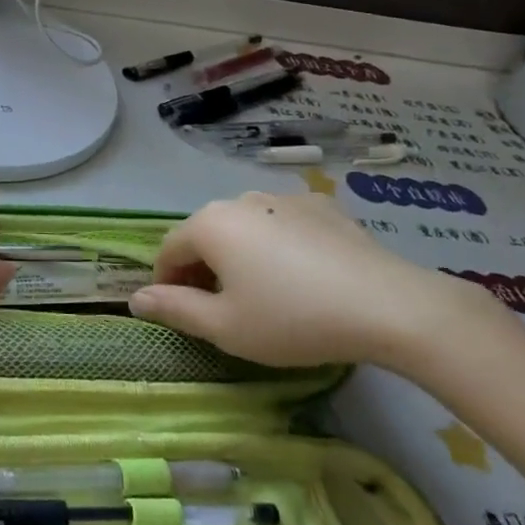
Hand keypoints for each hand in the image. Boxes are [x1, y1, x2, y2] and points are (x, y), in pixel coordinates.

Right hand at [129, 191, 502, 369]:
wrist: (387, 305)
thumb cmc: (292, 319)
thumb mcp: (225, 326)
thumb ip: (175, 309)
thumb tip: (136, 299)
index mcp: (210, 224)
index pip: (169, 249)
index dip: (166, 282)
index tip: (179, 312)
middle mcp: (241, 199)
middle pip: (206, 233)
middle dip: (202, 267)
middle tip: (219, 308)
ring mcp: (284, 197)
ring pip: (245, 225)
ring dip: (239, 253)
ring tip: (262, 290)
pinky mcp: (322, 205)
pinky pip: (283, 222)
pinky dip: (277, 244)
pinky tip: (301, 274)